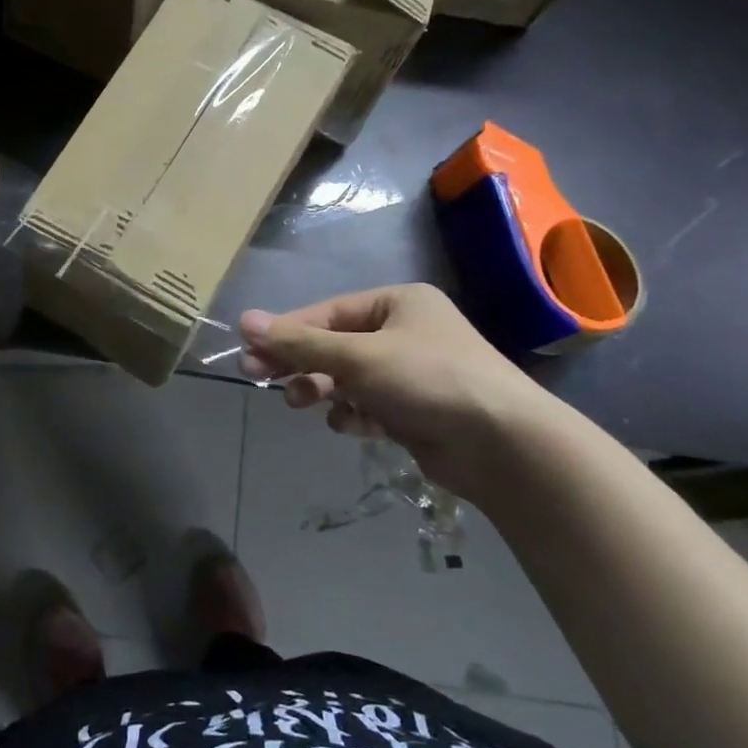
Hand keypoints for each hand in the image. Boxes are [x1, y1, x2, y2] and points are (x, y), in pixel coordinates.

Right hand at [238, 284, 556, 498]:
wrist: (503, 444)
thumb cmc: (427, 380)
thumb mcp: (356, 357)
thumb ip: (299, 342)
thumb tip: (244, 321)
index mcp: (397, 303)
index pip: (326, 313)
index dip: (286, 332)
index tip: (249, 352)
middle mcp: (405, 332)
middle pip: (334, 345)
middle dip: (301, 364)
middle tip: (260, 379)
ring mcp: (411, 373)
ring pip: (347, 378)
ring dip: (324, 391)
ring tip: (305, 403)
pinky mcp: (415, 410)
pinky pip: (368, 405)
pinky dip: (354, 414)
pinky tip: (353, 425)